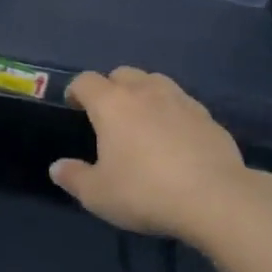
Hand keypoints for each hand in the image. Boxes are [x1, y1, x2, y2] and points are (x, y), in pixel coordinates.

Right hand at [50, 68, 250, 241]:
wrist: (214, 197)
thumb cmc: (145, 192)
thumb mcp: (98, 194)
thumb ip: (74, 177)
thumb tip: (57, 167)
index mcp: (112, 104)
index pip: (86, 81)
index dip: (76, 91)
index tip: (74, 106)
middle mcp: (145, 91)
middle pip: (122, 73)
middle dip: (111, 87)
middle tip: (109, 115)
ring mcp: (180, 99)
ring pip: (155, 82)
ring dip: (143, 93)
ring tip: (142, 120)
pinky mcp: (207, 115)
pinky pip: (181, 103)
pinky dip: (171, 112)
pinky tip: (174, 138)